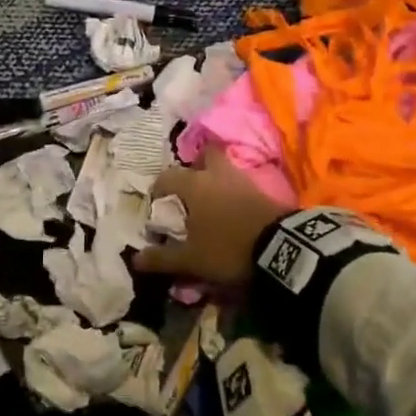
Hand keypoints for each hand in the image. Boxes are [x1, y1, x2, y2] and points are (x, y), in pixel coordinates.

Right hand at [131, 146, 292, 286]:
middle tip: (190, 188)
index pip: (168, 176)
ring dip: (216, 179)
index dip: (159, 188)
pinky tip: (231, 209)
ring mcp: (242, 179)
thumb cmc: (227, 248)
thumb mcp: (191, 260)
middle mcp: (217, 175)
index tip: (157, 203)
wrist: (280, 248)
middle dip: (196, 166)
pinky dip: (233, 191)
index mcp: (194, 185)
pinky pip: (241, 183)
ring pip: (225, 168)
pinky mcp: (263, 190)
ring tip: (210, 201)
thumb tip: (135, 259)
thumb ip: (162, 258)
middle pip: (205, 155)